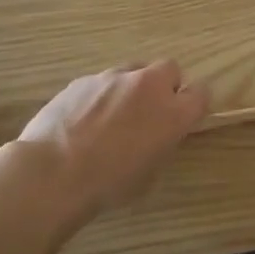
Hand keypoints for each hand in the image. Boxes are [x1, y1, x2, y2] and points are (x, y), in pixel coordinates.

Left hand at [14, 61, 208, 216]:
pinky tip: (84, 119)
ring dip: (132, 88)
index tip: (183, 117)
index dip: (193, 104)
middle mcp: (148, 86)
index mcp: (173, 113)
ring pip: (134, 71)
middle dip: (164, 85)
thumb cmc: (108, 184)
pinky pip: (102, 81)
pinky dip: (101, 95)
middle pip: (170, 69)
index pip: (201, 92)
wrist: (53, 173)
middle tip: (150, 111)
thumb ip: (162, 143)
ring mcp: (114, 78)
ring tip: (113, 116)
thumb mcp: (150, 173)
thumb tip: (158, 134)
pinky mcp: (83, 79)